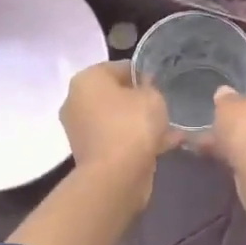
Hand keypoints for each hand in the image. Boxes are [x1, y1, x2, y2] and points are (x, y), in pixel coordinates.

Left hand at [61, 60, 175, 195]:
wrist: (115, 177)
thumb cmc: (132, 125)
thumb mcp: (152, 97)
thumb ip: (150, 87)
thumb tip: (144, 89)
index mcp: (86, 80)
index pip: (120, 67)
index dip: (143, 74)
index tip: (161, 85)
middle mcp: (76, 101)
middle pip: (115, 95)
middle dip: (139, 101)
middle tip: (164, 107)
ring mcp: (80, 130)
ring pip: (117, 120)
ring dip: (140, 123)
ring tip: (169, 129)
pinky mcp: (90, 154)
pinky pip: (117, 140)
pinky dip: (136, 142)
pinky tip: (163, 146)